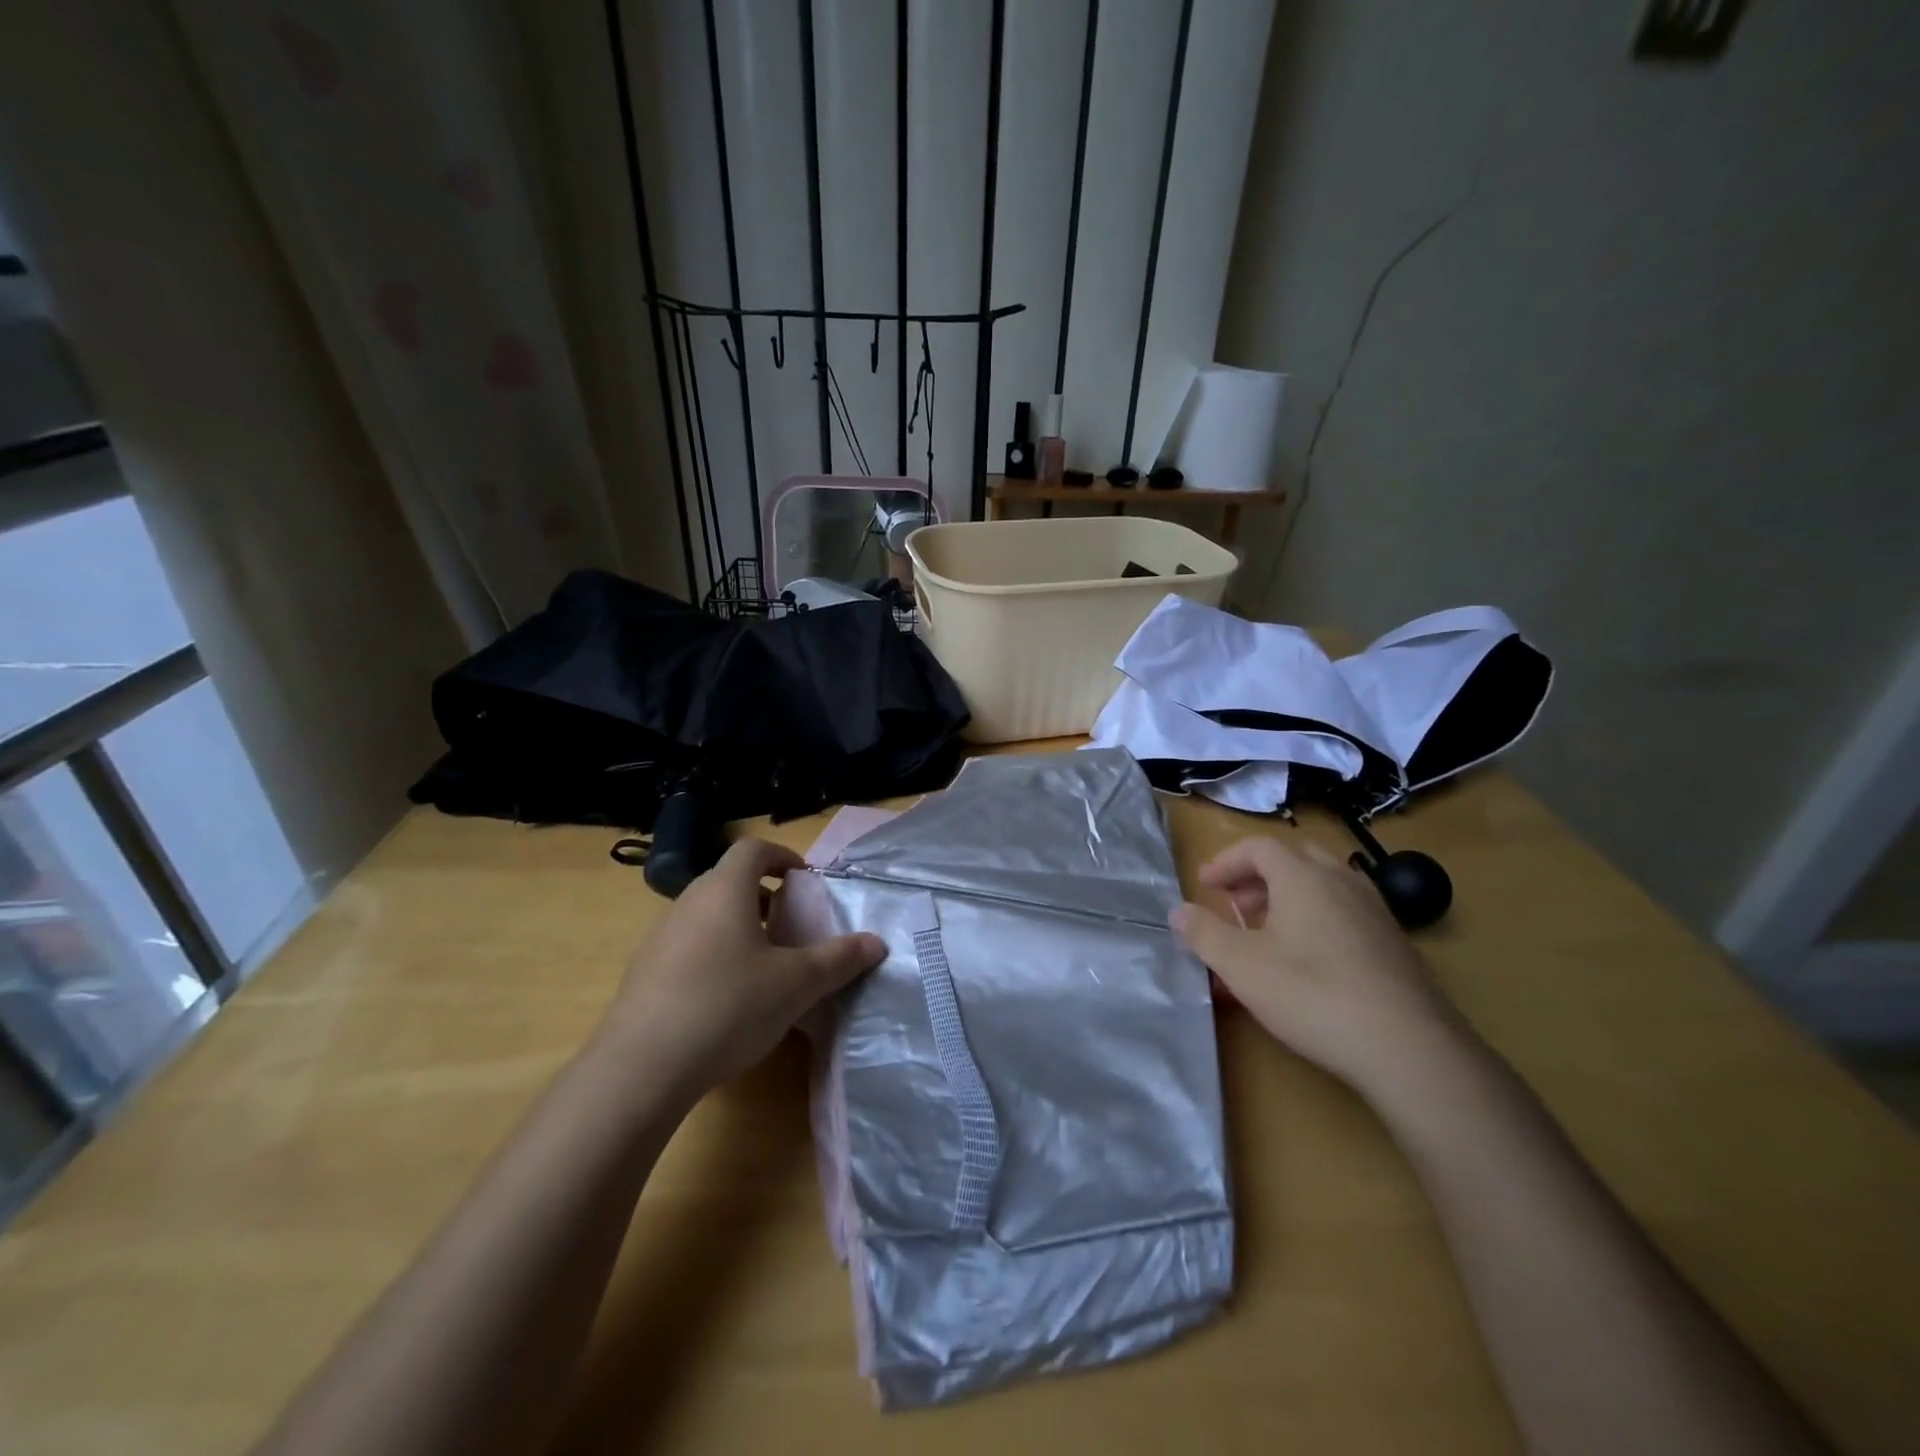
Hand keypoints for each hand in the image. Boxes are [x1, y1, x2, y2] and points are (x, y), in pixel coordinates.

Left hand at [600, 839, 884, 1094]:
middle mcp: (688, 903)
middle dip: (764, 895)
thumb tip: (877, 942)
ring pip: (707, 914)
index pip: (752, 849)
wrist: (641, 1067)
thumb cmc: (728, 1007)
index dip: (782, 856)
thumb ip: (839, 959)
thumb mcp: (796, 984)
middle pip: (728, 880)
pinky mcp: (643, 972)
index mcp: (725, 891)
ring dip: (737, 926)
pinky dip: (713, 954)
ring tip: (763, 964)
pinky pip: (687, 946)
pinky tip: (726, 998)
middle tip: (791, 925)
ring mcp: (660, 937)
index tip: (804, 880)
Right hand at [1171, 836, 1458, 1099]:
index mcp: (1303, 876)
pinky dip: (1318, 919)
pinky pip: (1345, 912)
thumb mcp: (1241, 966)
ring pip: (1323, 886)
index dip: (1226, 862)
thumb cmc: (1312, 994)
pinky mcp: (1396, 944)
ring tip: (1269, 934)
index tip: (1205, 886)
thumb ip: (1204, 933)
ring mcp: (1375, 911)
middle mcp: (1342, 881)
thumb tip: (1178, 911)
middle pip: (1293, 860)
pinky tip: (1310, 962)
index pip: (1258, 847)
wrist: (1408, 1047)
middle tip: (1236, 906)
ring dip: (1288, 898)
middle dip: (1257, 878)